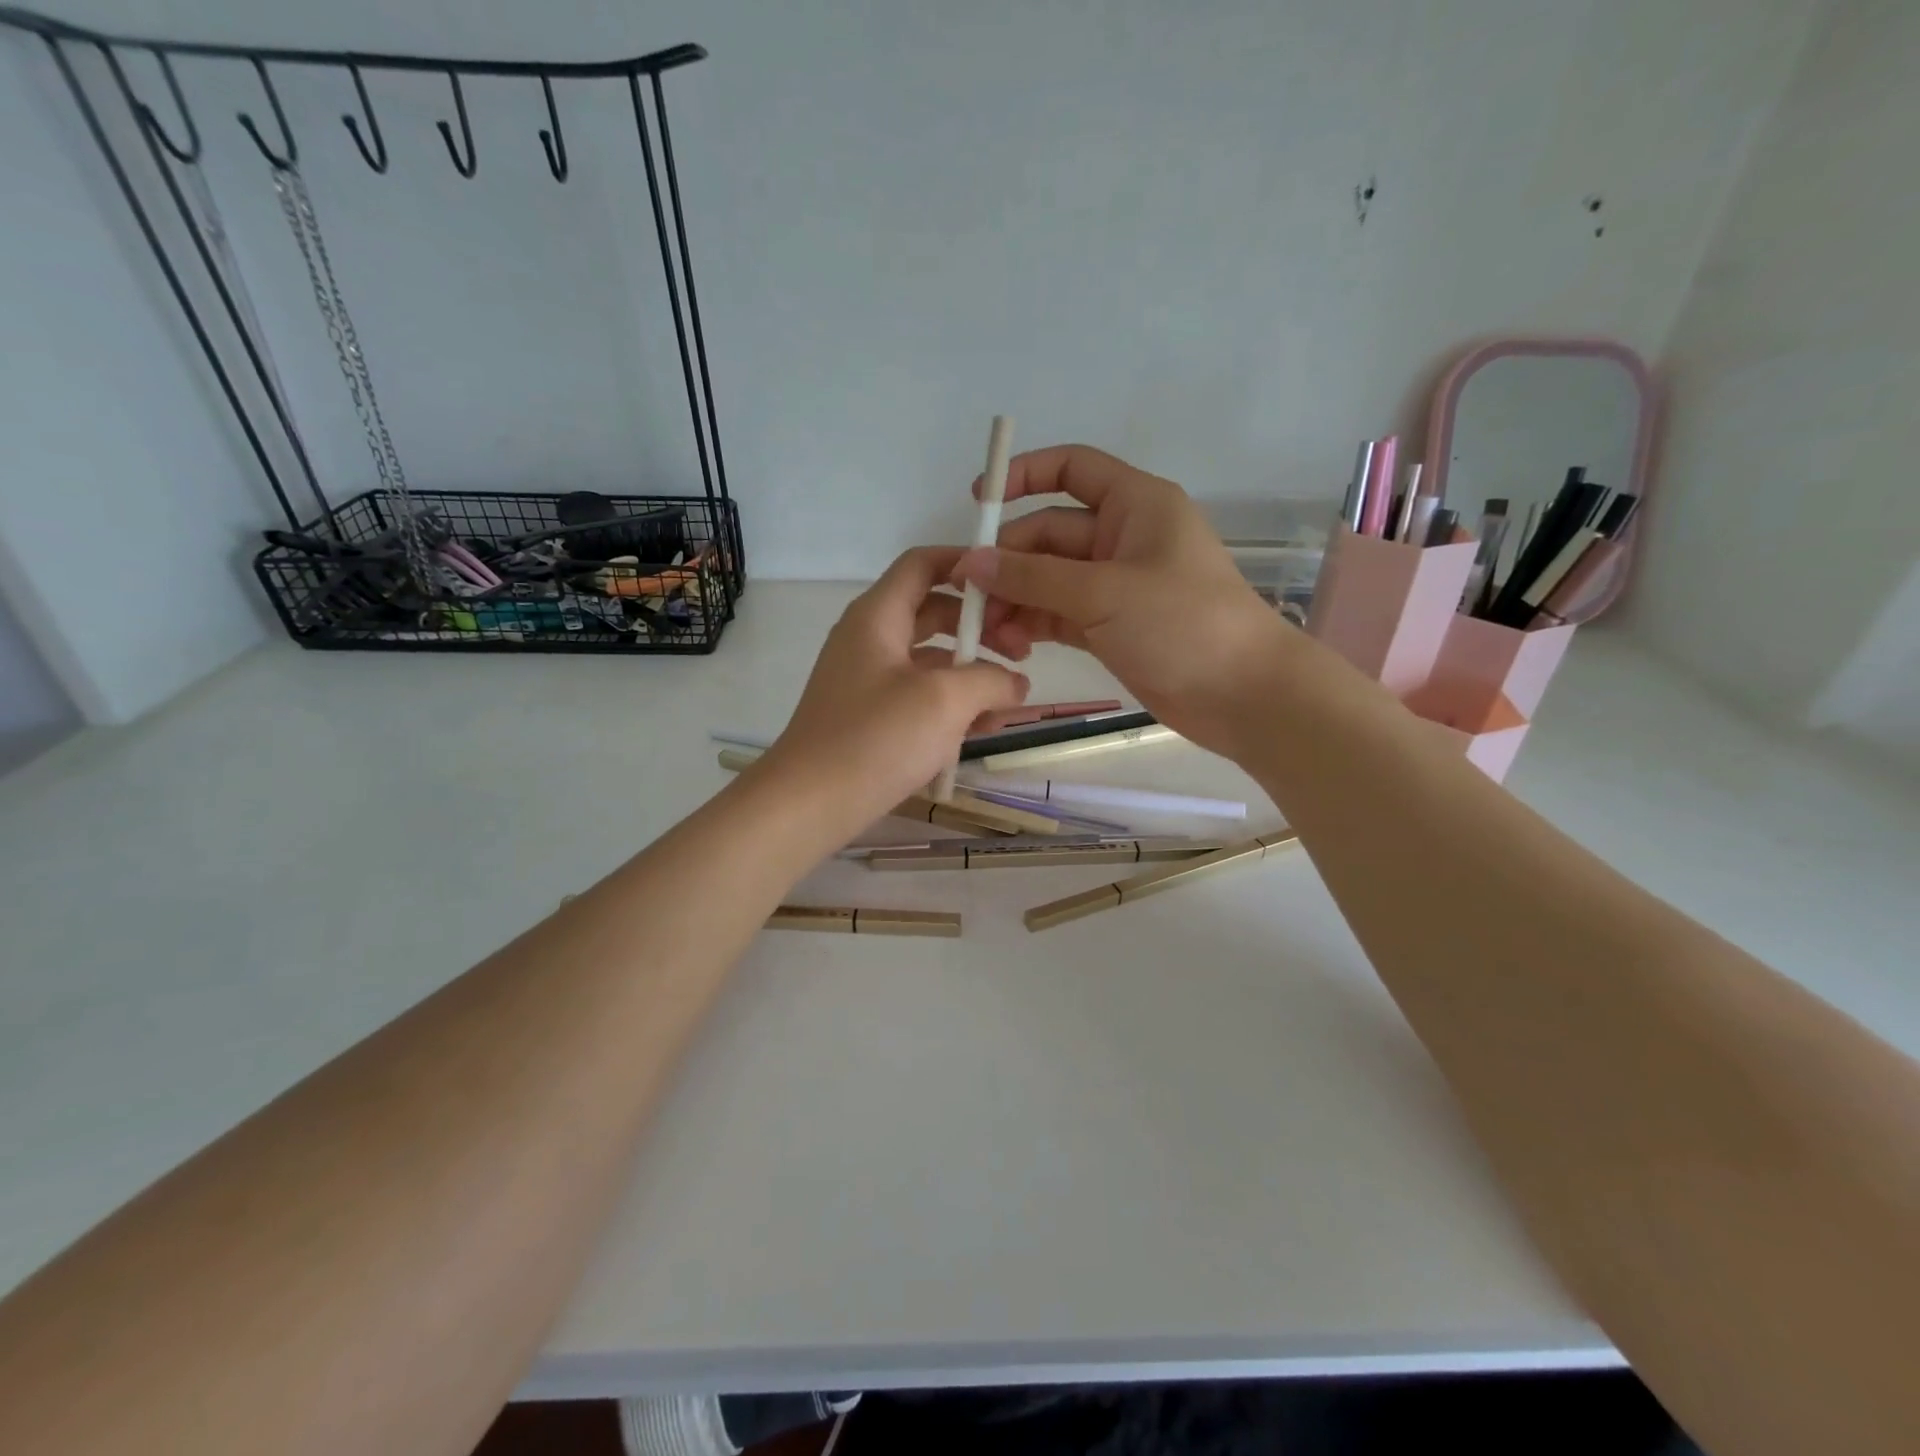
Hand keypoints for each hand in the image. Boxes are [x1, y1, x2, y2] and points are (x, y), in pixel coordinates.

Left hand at [756, 547, 1031, 829]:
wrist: (809, 805)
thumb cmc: (875, 739)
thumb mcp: (945, 700)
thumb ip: (991, 680)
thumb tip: (1016, 683)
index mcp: (878, 616)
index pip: (923, 564)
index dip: (967, 565)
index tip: (1011, 586)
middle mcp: (870, 639)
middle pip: (934, 612)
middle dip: (981, 628)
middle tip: (1023, 653)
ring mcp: (868, 680)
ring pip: (931, 661)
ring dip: (972, 674)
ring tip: (1011, 703)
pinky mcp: (871, 716)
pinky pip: (919, 696)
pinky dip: (951, 705)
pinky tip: (981, 731)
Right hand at [952, 445, 1302, 761]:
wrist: (1242, 695)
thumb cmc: (1182, 624)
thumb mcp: (1103, 592)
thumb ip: (1033, 576)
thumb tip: (970, 561)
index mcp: (1134, 504)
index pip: (1072, 469)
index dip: (1023, 476)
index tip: (976, 502)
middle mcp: (1121, 538)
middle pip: (1048, 534)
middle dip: (1008, 563)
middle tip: (970, 598)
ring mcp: (1114, 585)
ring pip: (1048, 579)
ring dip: (1015, 600)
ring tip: (989, 633)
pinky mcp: (1109, 626)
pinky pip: (1058, 614)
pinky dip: (1033, 625)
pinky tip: (1010, 645)